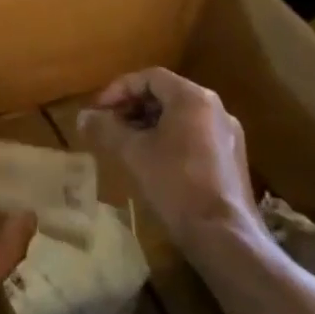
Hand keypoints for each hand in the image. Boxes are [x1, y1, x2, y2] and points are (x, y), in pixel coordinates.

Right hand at [80, 67, 260, 248]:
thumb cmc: (175, 184)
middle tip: (108, 124)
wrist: (224, 236)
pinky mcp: (232, 158)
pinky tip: (152, 161)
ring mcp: (228, 134)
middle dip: (133, 106)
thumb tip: (82, 116)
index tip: (98, 109)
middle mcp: (215, 108)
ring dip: (149, 123)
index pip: (149, 77)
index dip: (119, 89)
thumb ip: (106, 128)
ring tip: (126, 143)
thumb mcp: (133, 152)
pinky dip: (169, 138)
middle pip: (166, 94)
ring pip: (180, 116)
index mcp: (193, 98)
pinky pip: (194, 135)